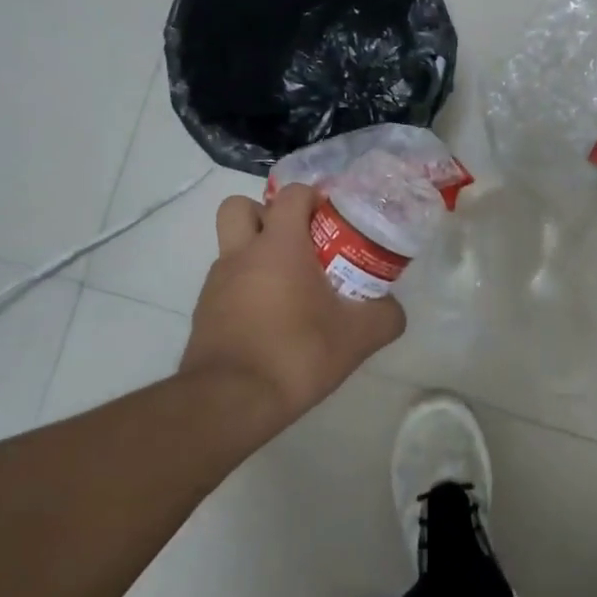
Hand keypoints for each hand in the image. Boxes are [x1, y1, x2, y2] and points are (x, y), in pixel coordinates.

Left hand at [184, 184, 405, 429]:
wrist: (230, 402)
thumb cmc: (295, 353)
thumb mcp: (357, 337)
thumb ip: (384, 316)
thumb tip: (393, 309)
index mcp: (278, 245)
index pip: (291, 194)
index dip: (312, 197)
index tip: (332, 220)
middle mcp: (241, 254)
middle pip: (241, 208)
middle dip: (266, 215)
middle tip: (296, 242)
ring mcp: (216, 283)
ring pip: (231, 247)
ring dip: (255, 255)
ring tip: (287, 287)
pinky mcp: (204, 313)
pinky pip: (225, 284)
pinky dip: (244, 290)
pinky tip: (268, 321)